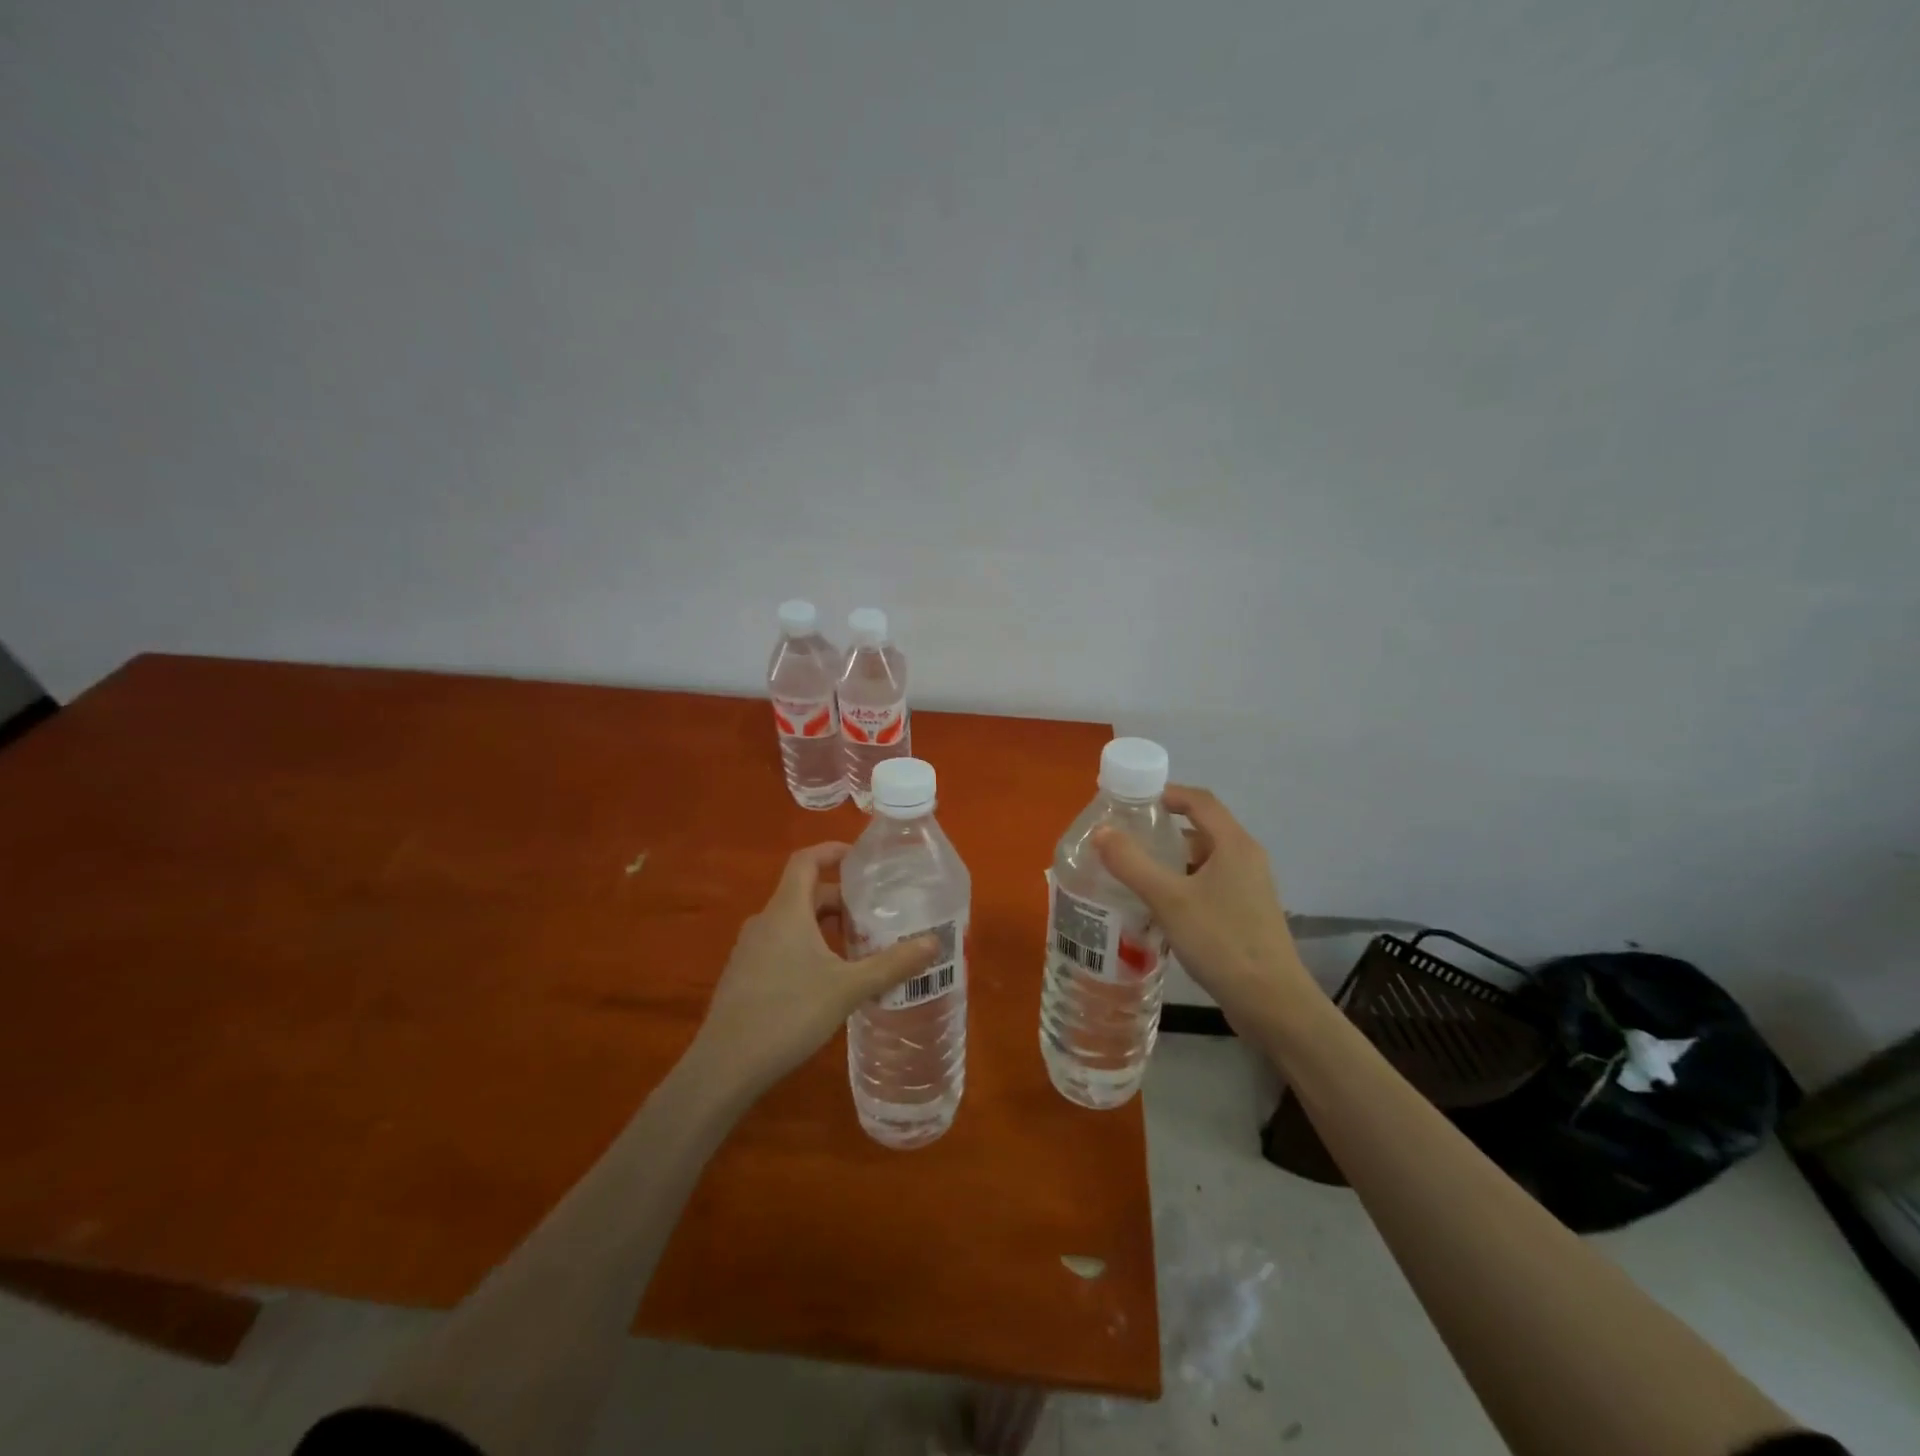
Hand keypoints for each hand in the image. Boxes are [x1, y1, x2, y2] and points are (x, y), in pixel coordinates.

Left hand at [689, 843, 937, 1100]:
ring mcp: (750, 949)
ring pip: (794, 922)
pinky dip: (808, 946)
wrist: (725, 1066)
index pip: (806, 860)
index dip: (832, 851)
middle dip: (840, 898)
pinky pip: (781, 944)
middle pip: (804, 893)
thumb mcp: (848, 988)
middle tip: (875, 912)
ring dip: (825, 925)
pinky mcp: (745, 975)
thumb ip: (892, 964)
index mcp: (787, 911)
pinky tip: (828, 978)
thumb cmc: (789, 1013)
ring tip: (859, 945)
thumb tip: (934, 943)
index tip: (862, 858)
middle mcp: (765, 921)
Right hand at [1092, 785, 1317, 1026]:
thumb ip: (1132, 863)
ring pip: (1202, 862)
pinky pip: (1208, 887)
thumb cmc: (1222, 941)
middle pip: (1200, 830)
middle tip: (1124, 840)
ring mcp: (1248, 889)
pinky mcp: (1245, 915)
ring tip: (1132, 874)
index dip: (1166, 793)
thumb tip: (1101, 831)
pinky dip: (1181, 887)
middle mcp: (1246, 859)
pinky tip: (1157, 908)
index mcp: (1234, 845)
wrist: (1272, 1004)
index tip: (1131, 800)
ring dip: (1169, 863)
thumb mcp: (1169, 899)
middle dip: (1162, 832)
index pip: (1199, 801)